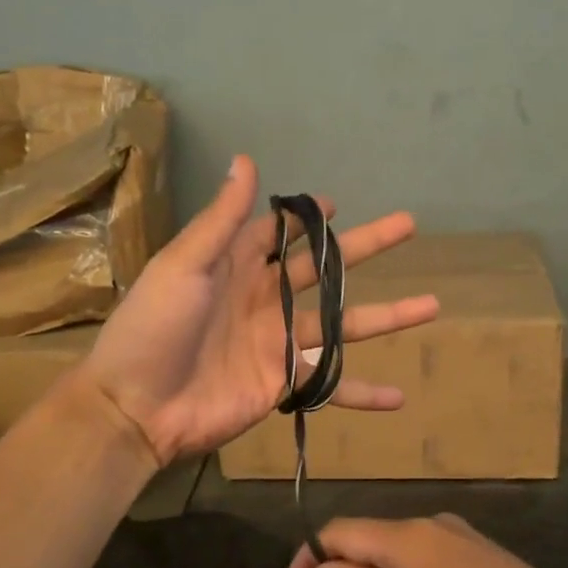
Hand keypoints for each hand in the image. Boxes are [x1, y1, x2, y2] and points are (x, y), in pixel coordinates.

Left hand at [76, 155, 439, 465]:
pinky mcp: (284, 384)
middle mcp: (266, 299)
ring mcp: (279, 343)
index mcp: (237, 266)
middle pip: (326, 270)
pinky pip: (331, 386)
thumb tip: (246, 160)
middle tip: (408, 226)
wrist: (136, 407)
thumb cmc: (153, 328)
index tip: (334, 204)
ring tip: (432, 305)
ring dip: (387, 316)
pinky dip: (363, 393)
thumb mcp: (183, 265)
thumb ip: (222, 220)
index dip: (306, 218)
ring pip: (344, 326)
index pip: (279, 232)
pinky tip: (398, 397)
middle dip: (366, 247)